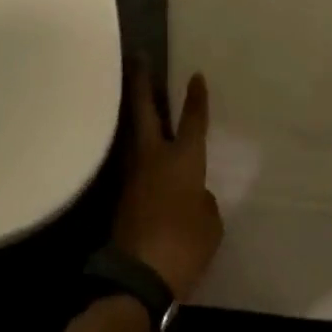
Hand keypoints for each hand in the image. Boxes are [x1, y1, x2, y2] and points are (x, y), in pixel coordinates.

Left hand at [114, 67, 223, 299]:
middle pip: (145, 109)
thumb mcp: (210, 224)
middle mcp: (154, 156)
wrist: (137, 274)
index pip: (192, 121)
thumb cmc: (184, 245)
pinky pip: (130, 157)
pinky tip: (140, 145)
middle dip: (142, 81)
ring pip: (133, 130)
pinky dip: (135, 143)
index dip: (195, 98)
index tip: (195, 74)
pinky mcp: (120, 192)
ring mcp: (132, 172)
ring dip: (134, 109)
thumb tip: (192, 193)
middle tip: (138, 57)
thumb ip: (203, 200)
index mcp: (183, 159)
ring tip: (137, 93)